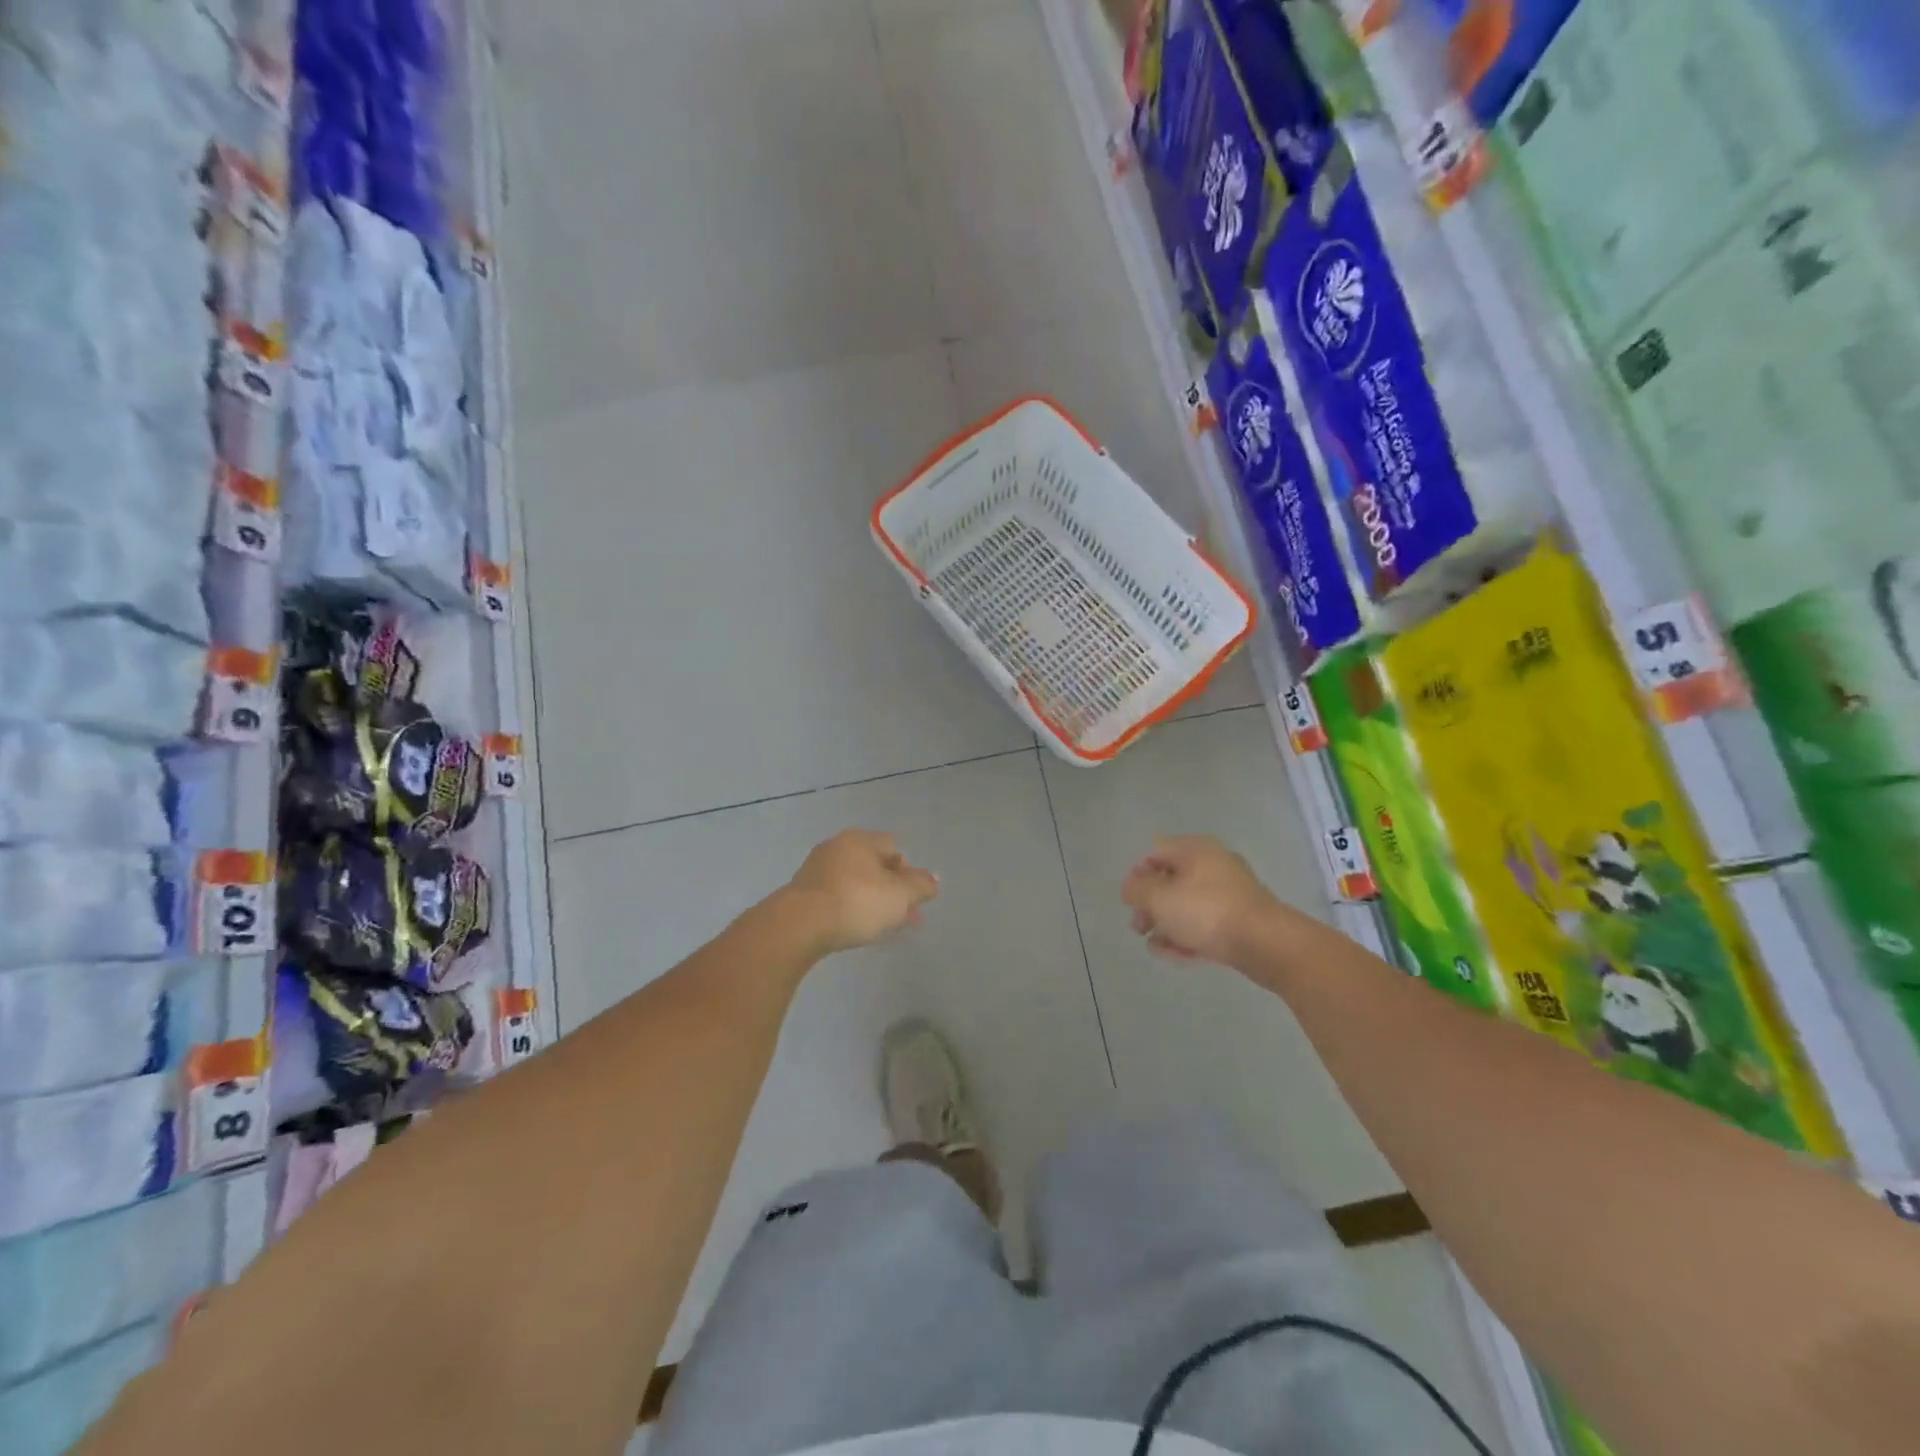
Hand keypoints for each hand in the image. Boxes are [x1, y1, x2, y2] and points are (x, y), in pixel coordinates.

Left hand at [786, 829, 939, 953]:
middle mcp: (836, 847)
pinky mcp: (801, 893)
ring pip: (855, 883)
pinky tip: (853, 930)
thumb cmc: (857, 903)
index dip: (909, 873)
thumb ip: (921, 887)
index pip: (894, 848)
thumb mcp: (900, 896)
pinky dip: (849, 909)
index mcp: (860, 840)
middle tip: (902, 919)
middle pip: (874, 867)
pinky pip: (835, 897)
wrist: (799, 926)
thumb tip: (933, 879)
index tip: (913, 900)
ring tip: (879, 929)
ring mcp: (816, 870)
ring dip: (871, 902)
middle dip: (891, 892)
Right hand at [1122, 835, 1276, 964]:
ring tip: (1155, 947)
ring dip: (1167, 925)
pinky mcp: (1241, 921)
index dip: (1136, 876)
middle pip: (1172, 882)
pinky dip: (1189, 936)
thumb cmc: (1205, 911)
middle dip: (1151, 906)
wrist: (1265, 943)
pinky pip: (1206, 924)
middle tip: (1138, 927)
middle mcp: (1214, 866)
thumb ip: (1137, 890)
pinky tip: (1175, 955)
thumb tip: (1131, 888)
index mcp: (1196, 851)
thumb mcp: (1159, 898)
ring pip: (1188, 906)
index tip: (1128, 901)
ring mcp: (1230, 894)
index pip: (1156, 853)